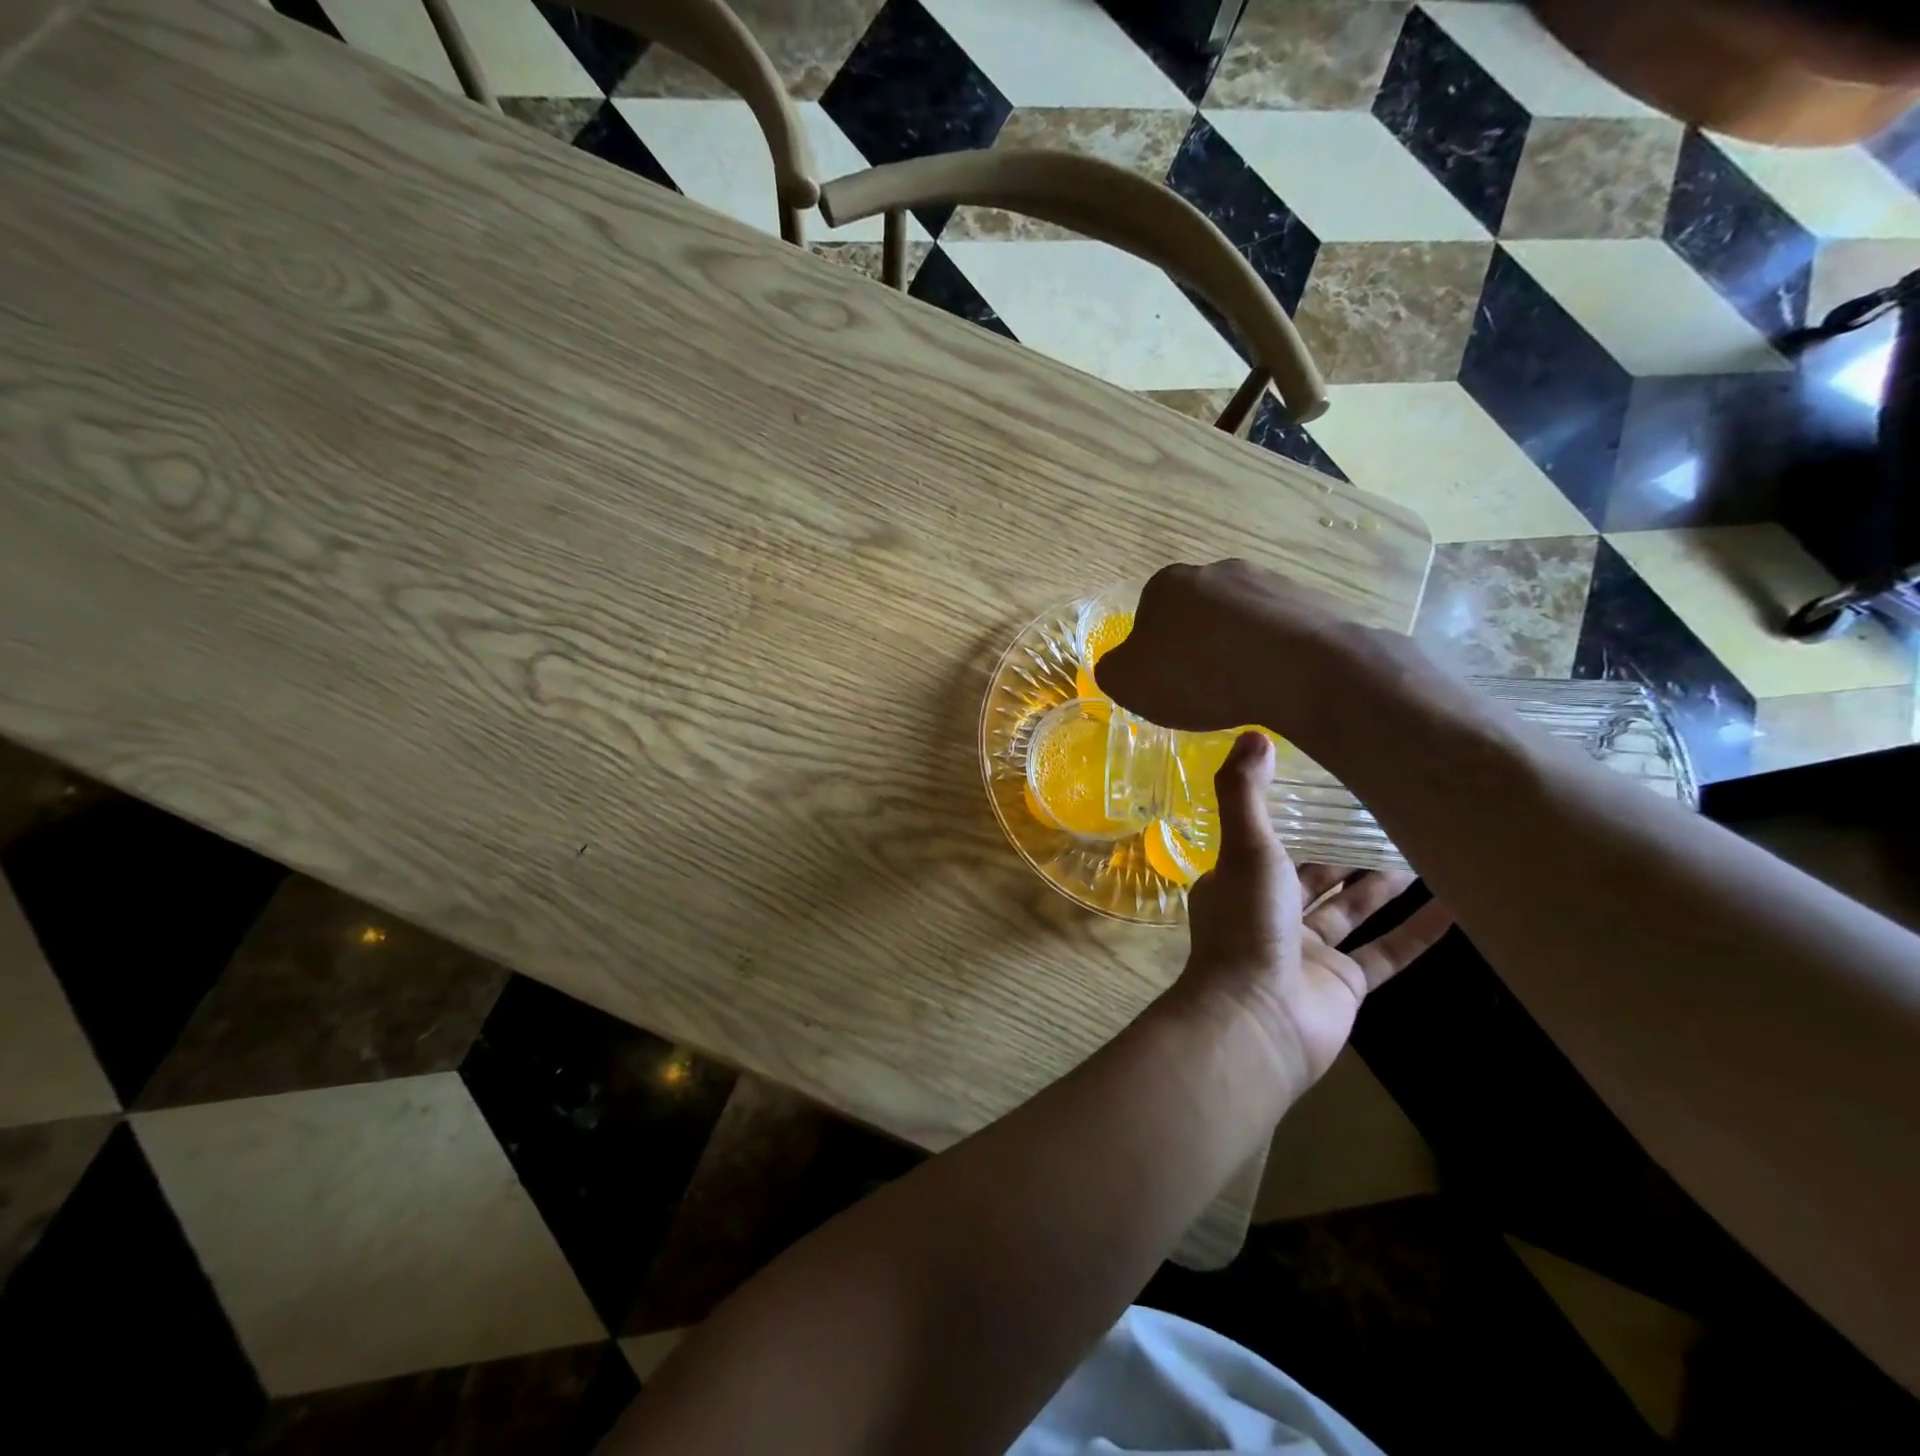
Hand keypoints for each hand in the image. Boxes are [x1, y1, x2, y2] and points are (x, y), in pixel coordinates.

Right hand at [1094, 560, 1357, 734]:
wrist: (1299, 668)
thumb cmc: (1198, 674)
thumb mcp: (1127, 683)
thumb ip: (1113, 670)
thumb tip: (1122, 665)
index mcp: (1167, 583)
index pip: (1148, 616)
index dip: (1153, 653)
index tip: (1165, 683)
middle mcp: (1217, 570)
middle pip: (1196, 614)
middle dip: (1197, 646)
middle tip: (1203, 690)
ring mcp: (1269, 581)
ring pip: (1241, 622)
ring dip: (1237, 650)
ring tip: (1244, 691)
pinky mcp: (1311, 601)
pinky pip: (1281, 633)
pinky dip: (1274, 656)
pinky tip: (1276, 684)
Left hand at [1174, 732, 1453, 1099]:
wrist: (1259, 1019)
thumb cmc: (1248, 924)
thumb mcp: (1245, 846)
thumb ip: (1245, 792)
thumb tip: (1253, 733)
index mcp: (1240, 883)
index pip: (1269, 844)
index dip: (1297, 819)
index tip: (1330, 789)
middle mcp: (1271, 915)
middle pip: (1315, 876)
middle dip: (1346, 849)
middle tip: (1389, 813)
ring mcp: (1310, 953)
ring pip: (1353, 910)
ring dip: (1384, 884)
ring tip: (1425, 846)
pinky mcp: (1346, 985)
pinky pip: (1389, 952)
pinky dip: (1419, 932)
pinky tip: (1458, 905)